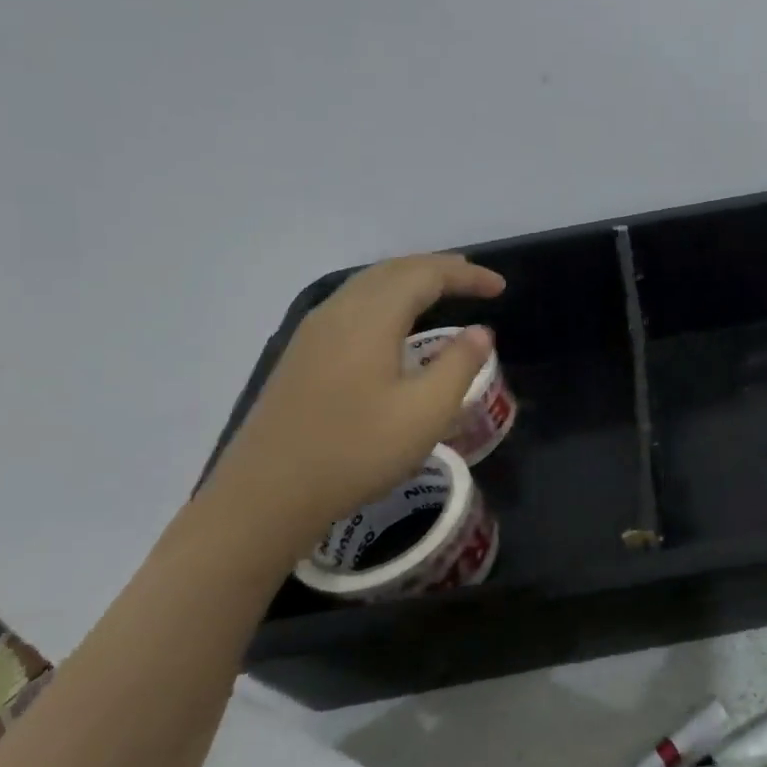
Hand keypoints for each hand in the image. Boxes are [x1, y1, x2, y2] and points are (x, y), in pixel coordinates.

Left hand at [195, 254, 504, 569]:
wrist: (266, 497)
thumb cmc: (356, 452)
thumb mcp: (426, 412)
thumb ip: (459, 364)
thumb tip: (480, 332)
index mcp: (370, 318)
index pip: (425, 275)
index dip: (466, 275)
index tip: (501, 287)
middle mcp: (338, 312)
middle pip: (393, 270)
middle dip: (438, 269)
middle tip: (475, 280)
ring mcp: (314, 333)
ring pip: (369, 285)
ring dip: (410, 280)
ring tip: (442, 291)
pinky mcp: (302, 355)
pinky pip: (353, 305)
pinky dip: (387, 298)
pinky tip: (395, 324)